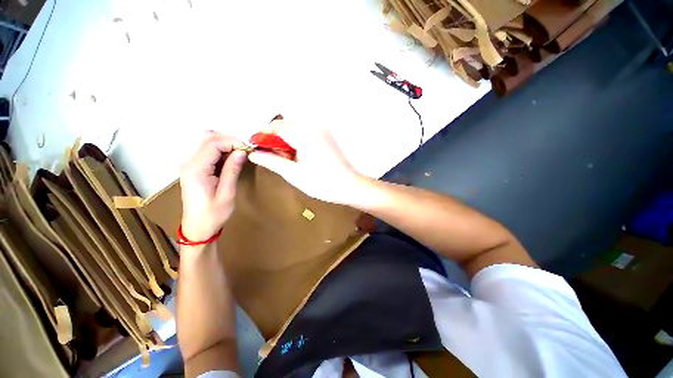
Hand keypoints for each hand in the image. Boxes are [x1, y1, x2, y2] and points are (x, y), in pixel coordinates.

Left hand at [179, 131, 247, 241]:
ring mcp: (189, 164)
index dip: (233, 142)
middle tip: (244, 151)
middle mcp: (189, 162)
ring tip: (239, 155)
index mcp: (196, 169)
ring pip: (206, 141)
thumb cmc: (214, 214)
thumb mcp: (227, 193)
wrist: (198, 227)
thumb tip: (242, 152)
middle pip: (207, 137)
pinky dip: (220, 150)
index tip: (248, 150)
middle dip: (229, 140)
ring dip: (225, 144)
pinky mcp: (193, 167)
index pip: (213, 143)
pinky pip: (206, 150)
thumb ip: (232, 170)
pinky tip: (230, 160)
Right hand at [248, 123, 367, 204]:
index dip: (263, 136)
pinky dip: (297, 141)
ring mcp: (322, 130)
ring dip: (286, 140)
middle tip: (276, 157)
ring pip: (295, 129)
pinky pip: (305, 133)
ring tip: (289, 159)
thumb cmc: (322, 183)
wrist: (349, 186)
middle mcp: (314, 126)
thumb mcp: (294, 174)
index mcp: (305, 134)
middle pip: (285, 125)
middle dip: (275, 139)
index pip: (276, 126)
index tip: (258, 149)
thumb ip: (272, 161)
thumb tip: (254, 153)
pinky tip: (299, 156)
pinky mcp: (326, 135)